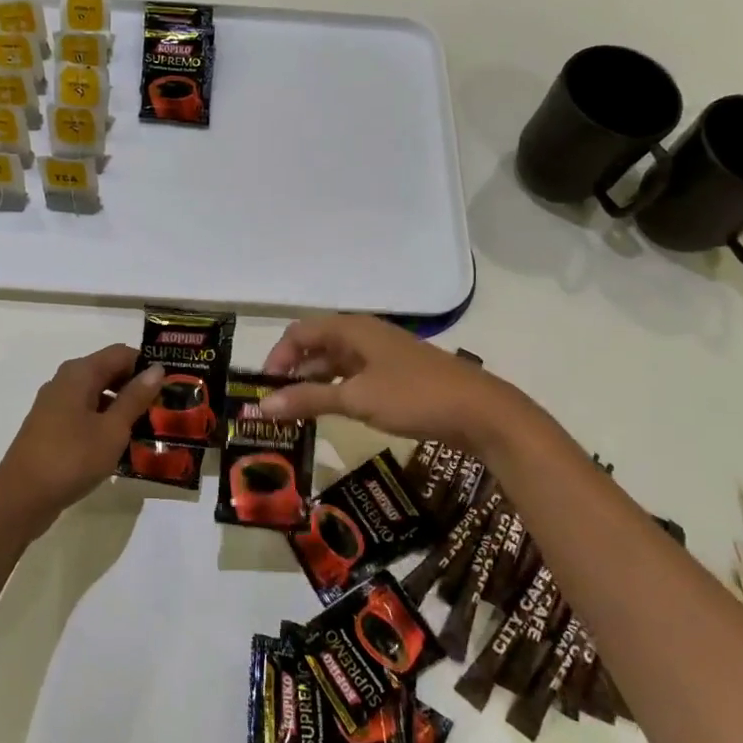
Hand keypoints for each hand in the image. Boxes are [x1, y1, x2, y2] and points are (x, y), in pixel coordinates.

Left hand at [0, 344, 163, 534]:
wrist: (20, 499)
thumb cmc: (71, 458)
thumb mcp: (112, 429)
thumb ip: (135, 398)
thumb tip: (156, 370)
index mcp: (79, 373)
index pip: (121, 353)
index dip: (147, 365)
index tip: (172, 384)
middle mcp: (65, 382)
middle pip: (108, 372)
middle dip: (137, 388)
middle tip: (166, 409)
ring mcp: (55, 406)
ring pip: (98, 396)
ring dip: (123, 408)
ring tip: (151, 429)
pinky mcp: (52, 428)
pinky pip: (86, 415)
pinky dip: (106, 424)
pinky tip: (123, 446)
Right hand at [259, 314, 511, 451]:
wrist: (480, 412)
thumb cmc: (413, 396)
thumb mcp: (356, 398)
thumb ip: (307, 400)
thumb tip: (262, 407)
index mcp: (352, 329)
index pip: (299, 333)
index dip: (277, 357)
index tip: (264, 389)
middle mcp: (364, 335)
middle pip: (316, 347)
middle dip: (292, 372)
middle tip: (275, 405)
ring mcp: (381, 355)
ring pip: (335, 364)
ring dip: (313, 385)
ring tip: (295, 414)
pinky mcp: (395, 376)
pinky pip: (354, 378)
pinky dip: (335, 392)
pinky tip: (329, 413)